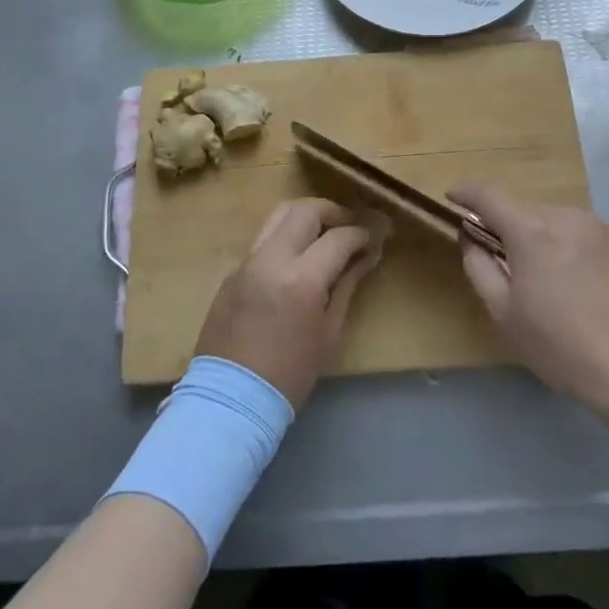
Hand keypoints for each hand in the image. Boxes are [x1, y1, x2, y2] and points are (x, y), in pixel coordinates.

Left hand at [195, 198, 384, 408]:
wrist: (230, 399)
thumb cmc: (290, 374)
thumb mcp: (329, 333)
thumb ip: (347, 285)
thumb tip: (367, 256)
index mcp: (301, 279)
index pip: (339, 237)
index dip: (363, 232)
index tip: (378, 234)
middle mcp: (272, 258)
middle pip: (306, 210)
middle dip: (335, 212)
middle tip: (352, 225)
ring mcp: (247, 260)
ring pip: (279, 214)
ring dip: (307, 215)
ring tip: (326, 230)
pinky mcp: (233, 269)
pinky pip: (264, 238)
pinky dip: (286, 235)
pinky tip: (299, 254)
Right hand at [450, 184, 608, 418]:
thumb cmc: (565, 347)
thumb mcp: (506, 315)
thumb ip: (480, 268)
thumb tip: (471, 239)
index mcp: (532, 231)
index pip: (489, 195)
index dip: (467, 192)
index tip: (454, 196)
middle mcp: (568, 217)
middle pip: (528, 210)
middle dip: (512, 228)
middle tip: (509, 262)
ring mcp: (605, 228)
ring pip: (562, 223)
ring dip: (549, 240)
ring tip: (556, 282)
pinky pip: (592, 239)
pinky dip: (580, 253)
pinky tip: (591, 290)